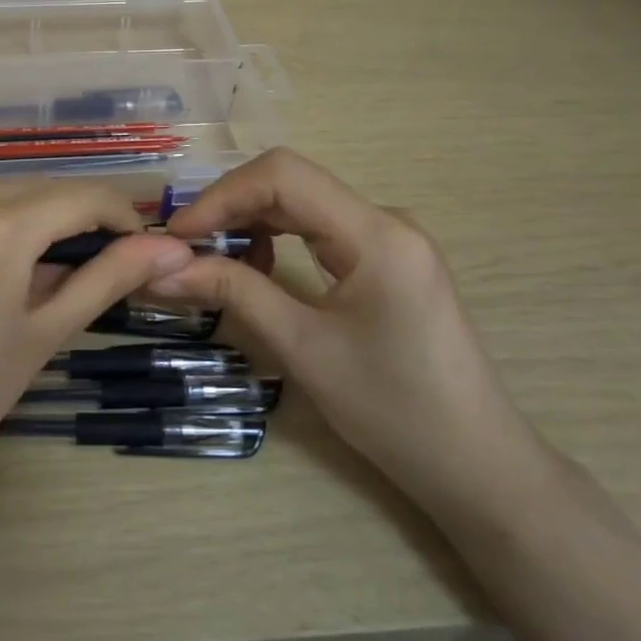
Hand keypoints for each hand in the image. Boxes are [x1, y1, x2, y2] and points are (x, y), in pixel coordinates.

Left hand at [0, 181, 195, 491]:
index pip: (81, 196)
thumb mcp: (42, 336)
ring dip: (7, 222)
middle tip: (74, 263)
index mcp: (1, 227)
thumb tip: (172, 247)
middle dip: (63, 219)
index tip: (130, 244)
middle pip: (30, 191)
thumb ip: (107, 279)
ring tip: (8, 274)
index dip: (116, 215)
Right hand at [155, 148, 546, 516]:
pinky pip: (320, 228)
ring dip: (251, 223)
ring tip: (212, 261)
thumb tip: (164, 269)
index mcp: (376, 234)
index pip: (284, 176)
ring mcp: (390, 238)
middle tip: (184, 249)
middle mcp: (386, 220)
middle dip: (230, 208)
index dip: (222, 196)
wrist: (476, 464)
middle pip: (291, 183)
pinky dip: (277, 239)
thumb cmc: (394, 410)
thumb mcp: (304, 349)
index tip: (178, 236)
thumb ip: (235, 294)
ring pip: (302, 204)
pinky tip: (257, 270)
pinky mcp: (387, 260)